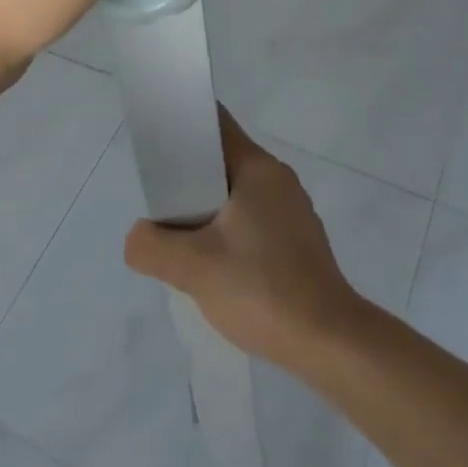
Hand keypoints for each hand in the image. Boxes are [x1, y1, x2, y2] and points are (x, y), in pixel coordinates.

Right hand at [123, 109, 362, 367]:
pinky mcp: (300, 240)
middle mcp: (278, 178)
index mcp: (257, 167)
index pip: (215, 124)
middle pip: (224, 161)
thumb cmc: (262, 289)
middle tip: (161, 208)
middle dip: (190, 179)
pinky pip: (255, 220)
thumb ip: (152, 246)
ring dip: (210, 211)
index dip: (183, 125)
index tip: (156, 145)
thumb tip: (138, 237)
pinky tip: (220, 268)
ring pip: (238, 195)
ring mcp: (293, 210)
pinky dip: (232, 232)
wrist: (329, 342)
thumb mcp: (194, 268)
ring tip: (185, 243)